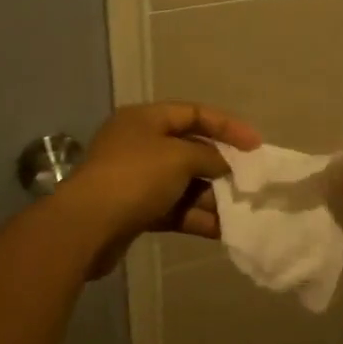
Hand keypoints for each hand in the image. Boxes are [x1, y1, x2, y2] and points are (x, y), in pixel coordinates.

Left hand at [69, 102, 260, 276]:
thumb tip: (223, 164)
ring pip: (183, 183)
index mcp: (145, 119)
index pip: (193, 113)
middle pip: (189, 150)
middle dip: (220, 166)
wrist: (87, 227)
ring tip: (241, 211)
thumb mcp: (179, 157)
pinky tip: (222, 230)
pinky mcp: (135, 210)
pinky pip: (173, 208)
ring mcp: (135, 178)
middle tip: (249, 182)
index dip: (227, 126)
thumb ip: (209, 156)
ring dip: (211, 196)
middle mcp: (139, 144)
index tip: (256, 146)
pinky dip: (196, 216)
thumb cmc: (135, 178)